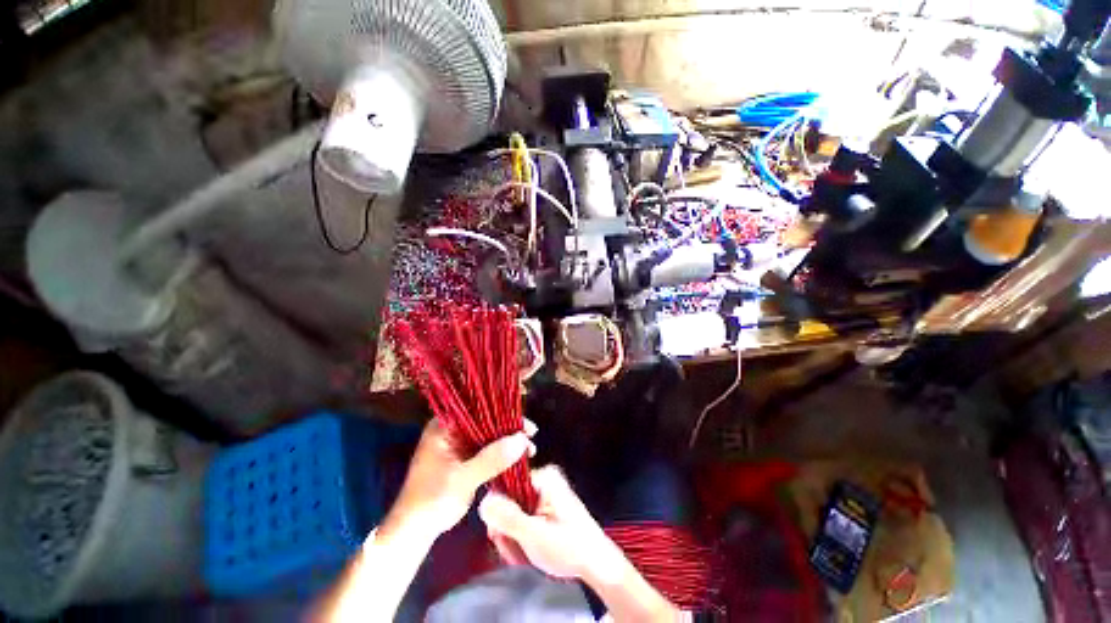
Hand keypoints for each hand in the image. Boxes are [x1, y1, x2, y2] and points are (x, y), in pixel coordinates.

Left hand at [381, 419, 535, 540]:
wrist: (415, 530)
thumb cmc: (432, 499)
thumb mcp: (462, 478)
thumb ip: (491, 459)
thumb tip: (522, 441)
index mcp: (445, 426)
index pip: (477, 407)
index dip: (502, 409)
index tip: (523, 419)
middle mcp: (453, 430)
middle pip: (487, 420)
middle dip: (509, 428)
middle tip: (531, 435)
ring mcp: (459, 444)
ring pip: (490, 435)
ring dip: (508, 441)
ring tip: (530, 449)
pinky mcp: (466, 458)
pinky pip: (488, 449)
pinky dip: (503, 453)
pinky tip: (519, 458)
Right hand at [478, 466, 625, 581]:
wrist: (596, 564)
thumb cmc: (570, 547)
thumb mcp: (535, 534)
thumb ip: (508, 517)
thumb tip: (484, 500)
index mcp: (544, 476)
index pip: (506, 482)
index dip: (497, 509)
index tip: (498, 533)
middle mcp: (543, 479)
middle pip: (507, 499)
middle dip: (505, 528)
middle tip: (513, 549)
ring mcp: (544, 492)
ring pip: (512, 511)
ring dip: (512, 536)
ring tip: (522, 554)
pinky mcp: (544, 505)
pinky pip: (521, 516)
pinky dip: (520, 536)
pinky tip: (526, 550)